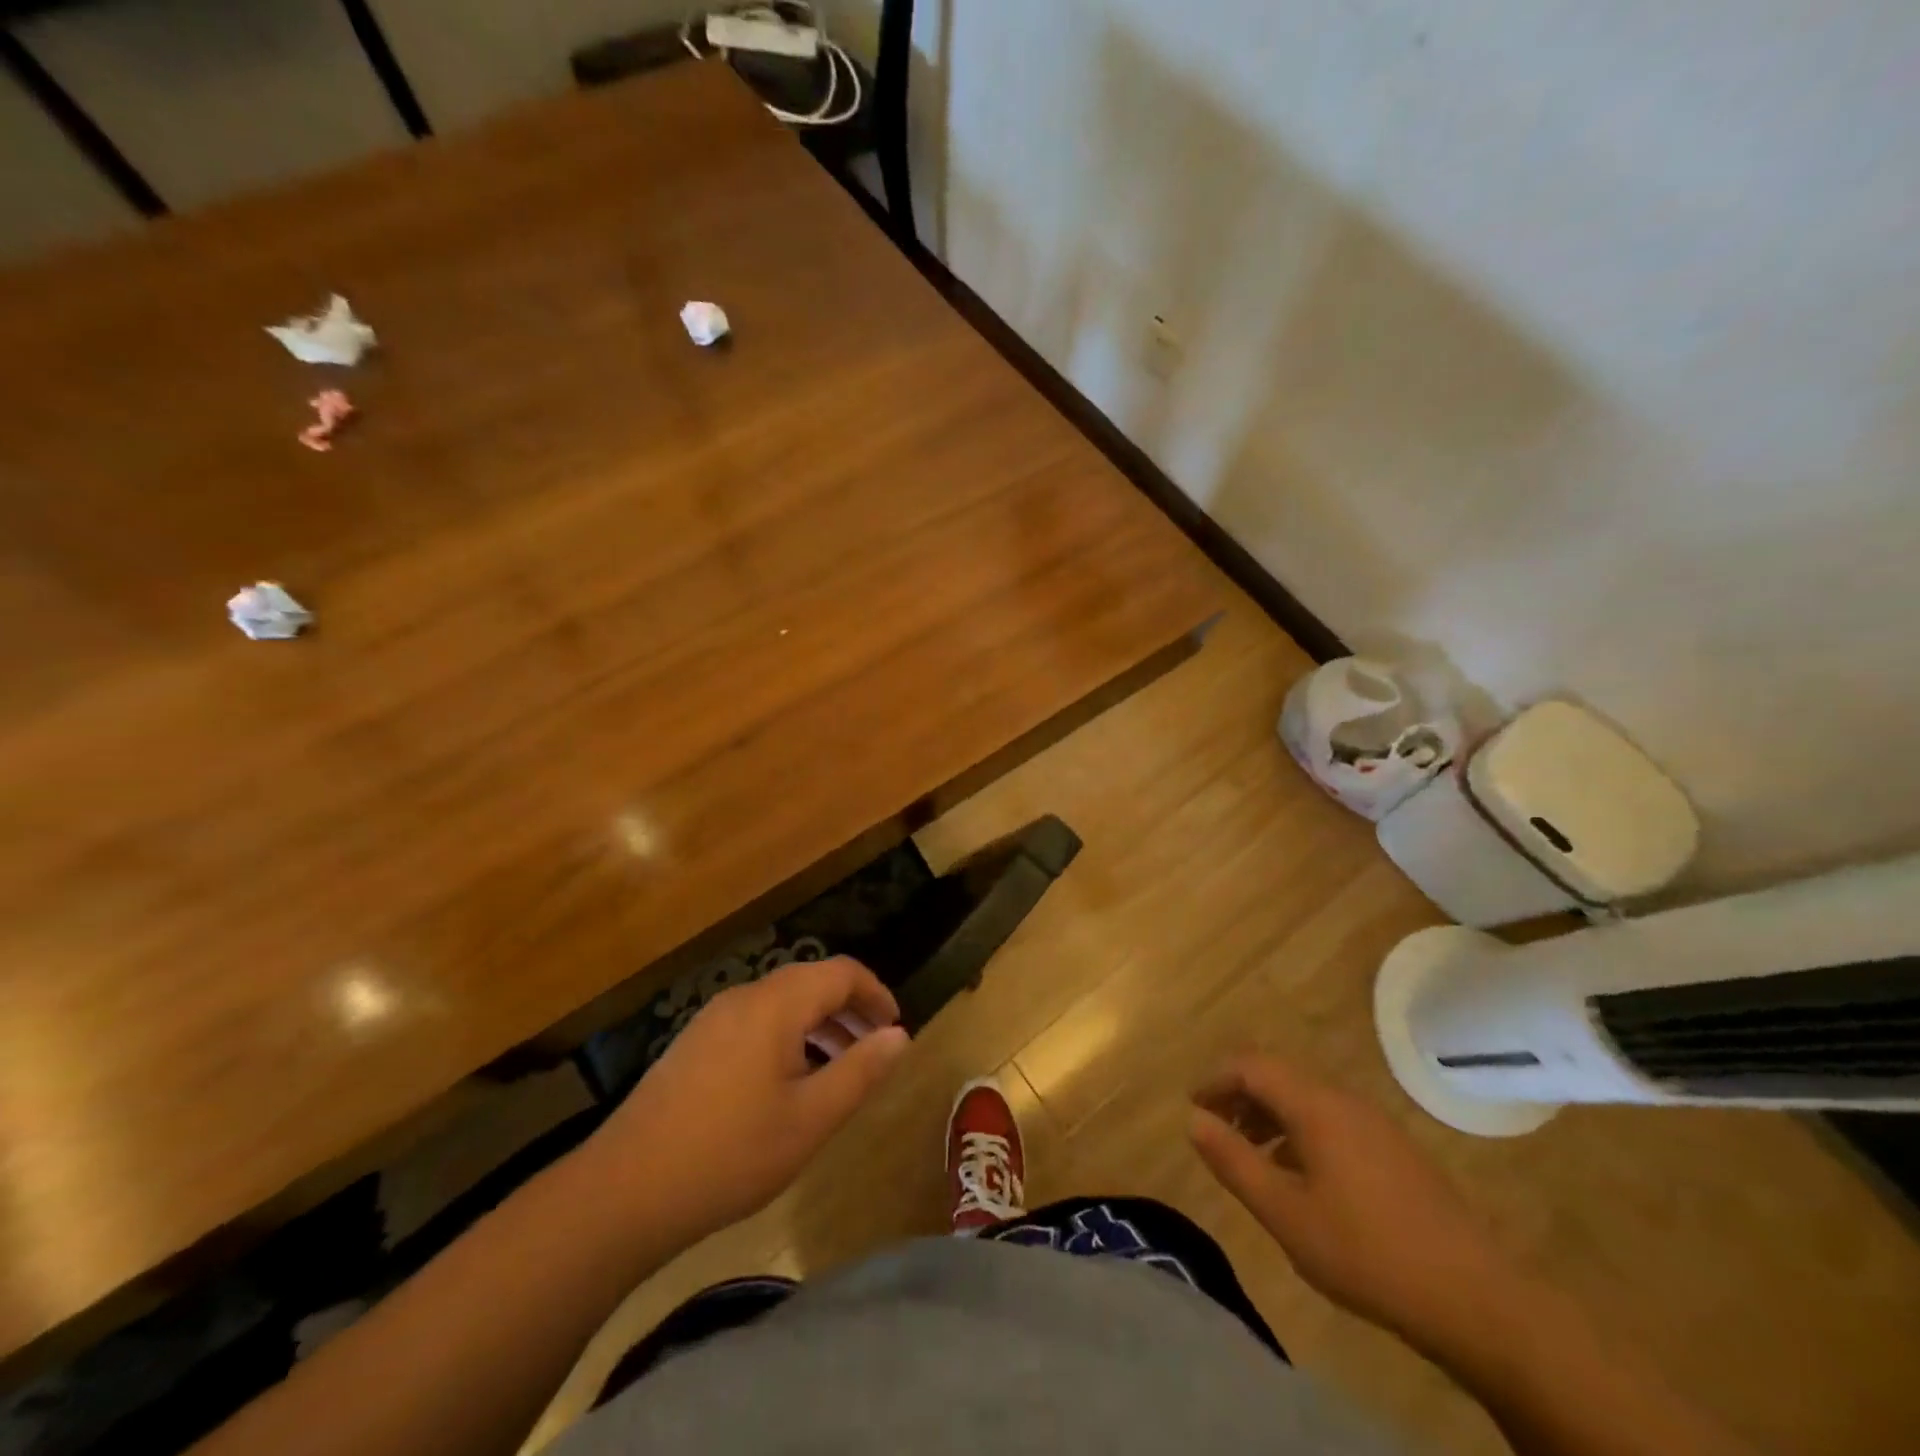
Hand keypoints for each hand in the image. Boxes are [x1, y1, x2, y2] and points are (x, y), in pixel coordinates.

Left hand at [588, 957, 910, 1244]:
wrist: (624, 1191)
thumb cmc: (730, 1153)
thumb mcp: (810, 1118)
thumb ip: (860, 1071)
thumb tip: (898, 1036)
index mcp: (776, 1004)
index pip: (841, 973)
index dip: (875, 994)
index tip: (896, 1027)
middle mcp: (744, 997)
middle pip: (810, 982)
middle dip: (849, 1008)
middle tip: (874, 1048)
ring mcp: (712, 1019)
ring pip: (781, 1003)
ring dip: (818, 1024)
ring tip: (838, 1067)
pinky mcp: (693, 1044)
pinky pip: (755, 1022)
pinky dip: (787, 1037)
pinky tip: (788, 1084)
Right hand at [1189, 1054, 1514, 1347]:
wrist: (1476, 1299)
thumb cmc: (1366, 1252)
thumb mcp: (1285, 1213)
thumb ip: (1234, 1161)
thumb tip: (1194, 1120)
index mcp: (1316, 1106)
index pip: (1252, 1066)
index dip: (1216, 1079)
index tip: (1193, 1107)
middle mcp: (1344, 1101)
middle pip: (1279, 1078)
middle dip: (1240, 1097)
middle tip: (1216, 1132)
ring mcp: (1375, 1125)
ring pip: (1307, 1101)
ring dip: (1270, 1117)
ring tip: (1252, 1157)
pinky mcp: (1395, 1151)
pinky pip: (1332, 1122)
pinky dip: (1300, 1133)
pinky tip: (1301, 1178)